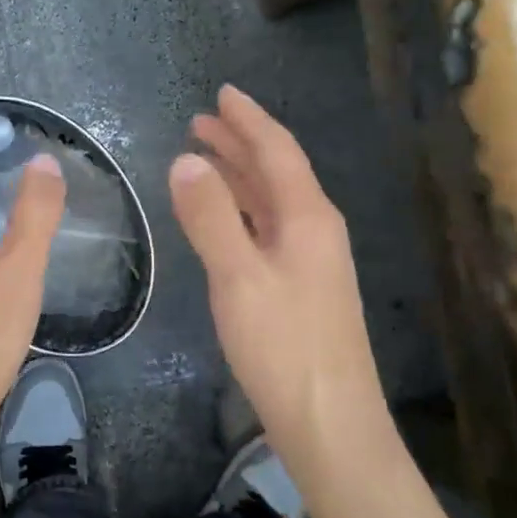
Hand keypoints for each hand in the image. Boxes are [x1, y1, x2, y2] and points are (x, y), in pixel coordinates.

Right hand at [171, 85, 387, 457]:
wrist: (330, 424)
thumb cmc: (284, 346)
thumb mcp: (238, 277)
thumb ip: (211, 217)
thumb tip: (186, 161)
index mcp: (308, 217)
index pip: (277, 151)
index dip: (248, 120)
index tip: (222, 93)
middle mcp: (315, 229)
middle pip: (276, 171)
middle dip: (240, 142)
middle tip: (201, 121)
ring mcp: (311, 260)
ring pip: (271, 200)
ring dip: (239, 174)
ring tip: (204, 156)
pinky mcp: (301, 287)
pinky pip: (267, 227)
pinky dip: (241, 210)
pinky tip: (223, 216)